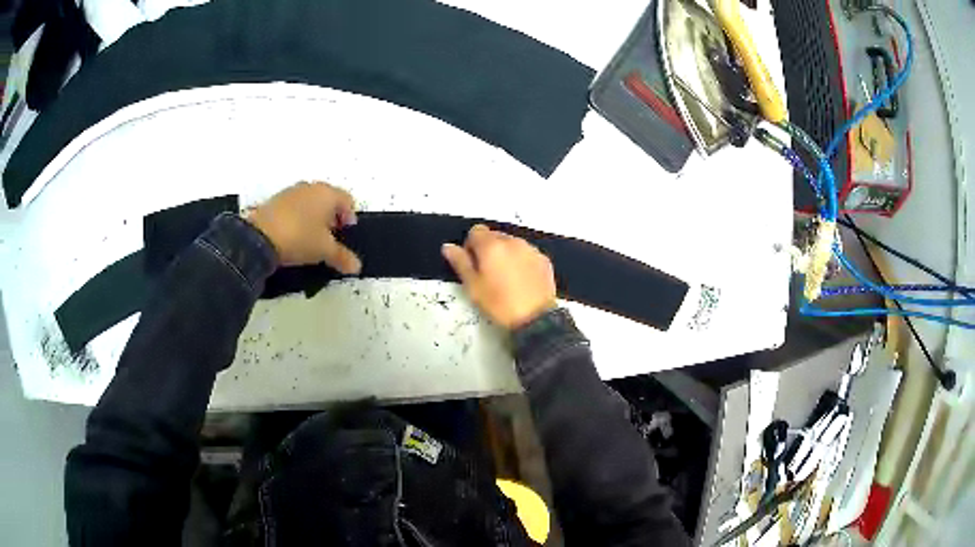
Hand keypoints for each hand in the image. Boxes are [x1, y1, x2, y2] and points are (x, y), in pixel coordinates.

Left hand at [246, 181, 361, 272]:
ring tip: (310, 238)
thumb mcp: (324, 251)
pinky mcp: (275, 200)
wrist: (259, 237)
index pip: (348, 201)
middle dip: (332, 217)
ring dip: (314, 217)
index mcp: (328, 193)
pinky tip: (293, 236)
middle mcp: (311, 187)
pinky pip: (294, 207)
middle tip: (330, 237)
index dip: (350, 218)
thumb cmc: (300, 237)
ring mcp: (291, 192)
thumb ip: (342, 257)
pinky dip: (297, 218)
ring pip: (310, 202)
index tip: (345, 234)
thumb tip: (357, 266)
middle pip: (328, 199)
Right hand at [442, 225, 556, 328]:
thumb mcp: (473, 286)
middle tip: (488, 274)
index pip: (476, 231)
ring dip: (506, 254)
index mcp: (491, 245)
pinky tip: (521, 281)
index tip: (473, 264)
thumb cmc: (499, 303)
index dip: (471, 246)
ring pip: (512, 244)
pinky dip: (522, 261)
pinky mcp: (543, 259)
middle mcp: (512, 241)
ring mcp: (530, 249)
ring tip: (506, 278)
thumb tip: (448, 247)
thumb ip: (460, 262)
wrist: (535, 318)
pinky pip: (527, 253)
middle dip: (489, 249)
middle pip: (495, 236)